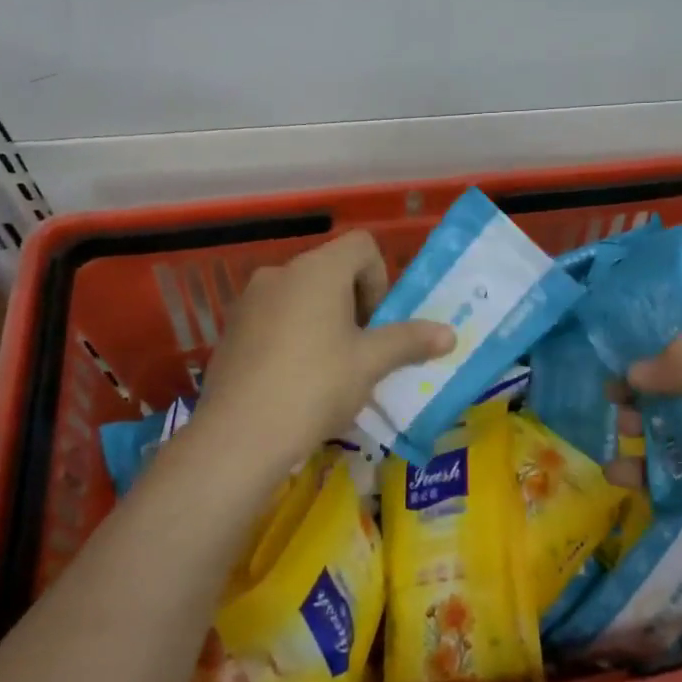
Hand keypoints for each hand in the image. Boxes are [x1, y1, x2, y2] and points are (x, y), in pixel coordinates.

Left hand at [193, 231, 453, 480]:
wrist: (239, 435)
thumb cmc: (316, 386)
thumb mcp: (370, 363)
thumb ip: (410, 341)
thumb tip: (450, 334)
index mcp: (318, 270)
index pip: (361, 245)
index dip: (380, 278)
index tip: (379, 322)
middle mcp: (280, 273)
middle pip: (331, 271)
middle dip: (354, 304)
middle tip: (362, 350)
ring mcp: (249, 301)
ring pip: (301, 297)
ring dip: (324, 321)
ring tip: (330, 369)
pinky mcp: (231, 330)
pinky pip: (274, 318)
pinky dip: (293, 336)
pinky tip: (295, 380)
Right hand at [612, 314, 681, 561]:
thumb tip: (631, 373)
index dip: (649, 335)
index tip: (606, 348)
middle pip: (678, 382)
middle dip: (640, 392)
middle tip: (607, 406)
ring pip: (681, 430)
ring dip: (644, 437)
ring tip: (611, 451)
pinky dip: (661, 477)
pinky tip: (630, 482)